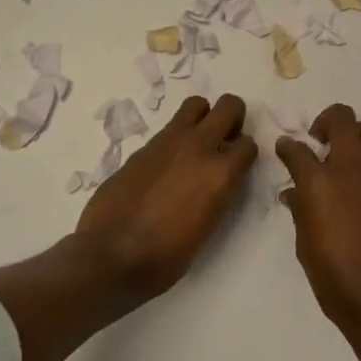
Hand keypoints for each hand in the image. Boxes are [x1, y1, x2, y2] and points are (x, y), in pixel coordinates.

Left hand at [75, 94, 256, 300]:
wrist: (111, 254)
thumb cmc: (166, 256)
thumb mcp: (208, 226)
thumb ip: (218, 193)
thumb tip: (216, 180)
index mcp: (221, 173)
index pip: (249, 145)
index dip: (245, 154)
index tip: (238, 165)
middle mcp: (199, 147)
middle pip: (228, 106)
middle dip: (233, 118)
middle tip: (225, 138)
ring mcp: (169, 141)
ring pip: (197, 104)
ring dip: (203, 118)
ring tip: (197, 143)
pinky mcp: (144, 146)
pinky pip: (170, 128)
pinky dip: (176, 137)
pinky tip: (167, 164)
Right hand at [276, 104, 360, 341]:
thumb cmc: (335, 280)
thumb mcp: (305, 246)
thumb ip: (301, 211)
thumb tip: (295, 193)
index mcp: (320, 184)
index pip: (297, 149)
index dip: (287, 146)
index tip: (285, 149)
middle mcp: (351, 171)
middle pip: (342, 119)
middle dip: (326, 121)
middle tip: (318, 140)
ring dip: (351, 137)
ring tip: (341, 160)